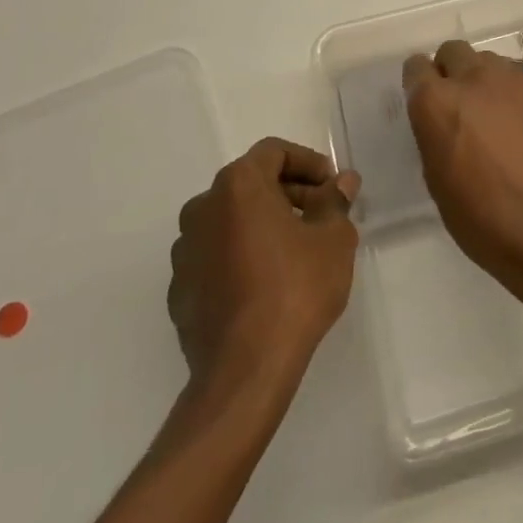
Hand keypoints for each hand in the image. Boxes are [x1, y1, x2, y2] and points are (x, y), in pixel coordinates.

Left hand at [167, 139, 359, 392]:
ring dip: (263, 224)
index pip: (274, 152)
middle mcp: (203, 208)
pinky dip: (242, 255)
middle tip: (322, 216)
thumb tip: (342, 181)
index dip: (308, 162)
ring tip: (297, 251)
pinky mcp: (180, 288)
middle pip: (250, 184)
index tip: (333, 186)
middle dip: (289, 193)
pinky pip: (216, 256)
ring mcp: (186, 251)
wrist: (244, 370)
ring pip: (231, 220)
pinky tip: (268, 283)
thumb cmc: (295, 289)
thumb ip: (335, 202)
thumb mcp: (333, 239)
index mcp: (238, 186)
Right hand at [402, 41, 522, 290]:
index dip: (419, 84)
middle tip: (459, 107)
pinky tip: (522, 128)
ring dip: (483, 81)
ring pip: (488, 61)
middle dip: (451, 72)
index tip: (425, 103)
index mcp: (437, 102)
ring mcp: (513, 80)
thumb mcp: (437, 179)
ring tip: (494, 118)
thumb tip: (441, 120)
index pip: (416, 67)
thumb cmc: (482, 217)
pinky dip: (512, 95)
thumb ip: (433, 134)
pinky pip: (518, 79)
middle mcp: (473, 78)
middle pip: (453, 51)